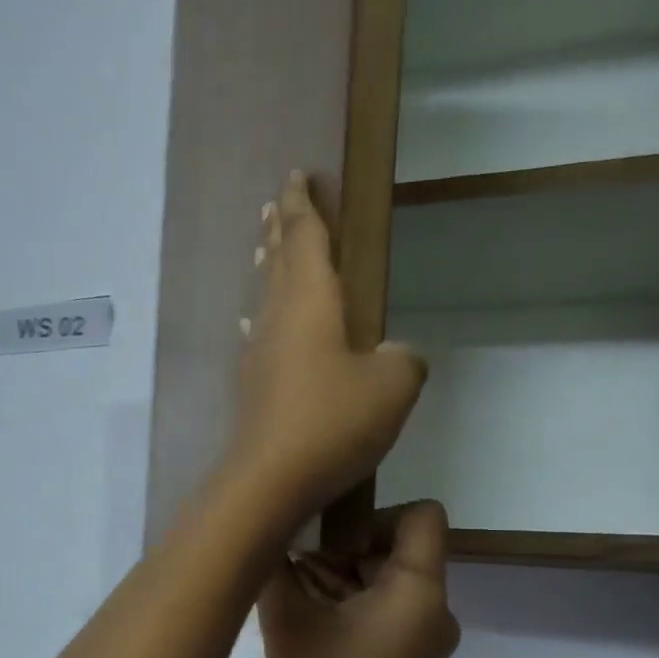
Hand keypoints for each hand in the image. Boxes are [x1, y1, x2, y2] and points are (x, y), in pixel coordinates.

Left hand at [228, 172, 426, 514]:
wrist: (272, 480)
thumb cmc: (333, 421)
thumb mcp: (393, 387)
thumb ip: (405, 361)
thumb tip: (398, 356)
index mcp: (312, 301)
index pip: (306, 237)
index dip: (304, 205)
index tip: (297, 176)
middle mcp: (278, 319)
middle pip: (278, 262)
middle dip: (280, 229)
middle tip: (275, 204)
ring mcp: (260, 355)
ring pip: (265, 298)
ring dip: (268, 269)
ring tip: (266, 250)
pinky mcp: (253, 389)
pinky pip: (260, 337)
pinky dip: (262, 320)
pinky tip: (256, 327)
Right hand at [258, 502, 461, 657]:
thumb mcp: (287, 619)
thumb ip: (277, 564)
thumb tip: (270, 531)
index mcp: (420, 592)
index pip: (421, 516)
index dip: (374, 514)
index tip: (330, 538)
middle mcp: (436, 610)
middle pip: (397, 549)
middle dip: (344, 549)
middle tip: (294, 562)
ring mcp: (426, 638)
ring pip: (388, 580)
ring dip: (341, 577)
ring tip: (292, 588)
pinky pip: (386, 611)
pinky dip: (351, 604)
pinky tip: (305, 612)